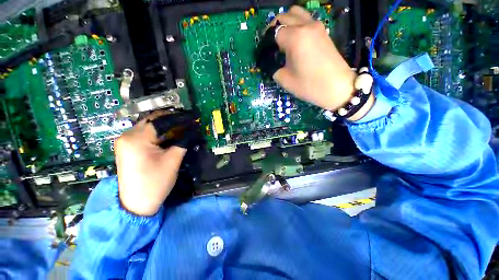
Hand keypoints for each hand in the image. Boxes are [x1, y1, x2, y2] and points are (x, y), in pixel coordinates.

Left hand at [114, 112, 186, 215]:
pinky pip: (145, 134)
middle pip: (152, 121)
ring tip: (182, 127)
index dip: (178, 119)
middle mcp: (127, 135)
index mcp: (136, 139)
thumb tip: (193, 130)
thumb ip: (183, 142)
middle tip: (188, 121)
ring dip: (166, 126)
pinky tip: (170, 135)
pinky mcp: (128, 147)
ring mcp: (125, 141)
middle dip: (172, 120)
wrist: (136, 204)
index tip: (192, 118)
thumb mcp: (173, 160)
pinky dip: (159, 133)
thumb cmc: (155, 182)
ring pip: (149, 126)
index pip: (160, 121)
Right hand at [271, 6, 373, 120]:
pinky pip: (305, 19)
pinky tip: (294, 40)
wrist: (337, 87)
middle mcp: (305, 25)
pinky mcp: (322, 30)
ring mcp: (316, 26)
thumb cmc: (310, 86)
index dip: (266, 43)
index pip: (273, 33)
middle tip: (270, 47)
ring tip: (282, 40)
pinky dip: (296, 24)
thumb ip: (273, 68)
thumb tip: (268, 61)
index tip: (264, 53)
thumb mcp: (285, 80)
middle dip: (272, 30)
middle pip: (283, 17)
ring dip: (285, 23)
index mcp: (295, 38)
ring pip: (295, 13)